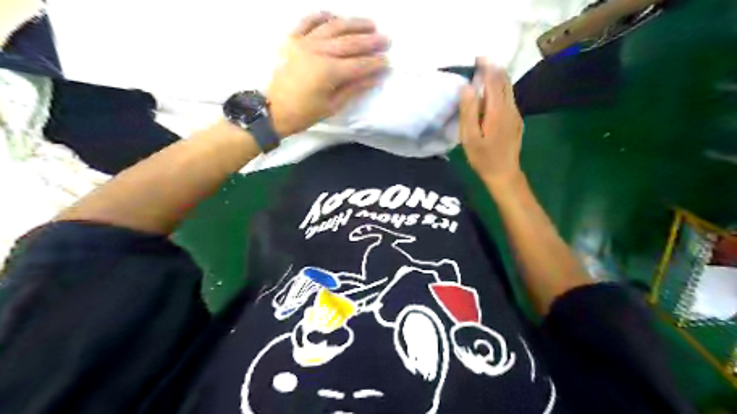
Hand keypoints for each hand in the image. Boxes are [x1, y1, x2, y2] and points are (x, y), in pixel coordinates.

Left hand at [267, 14, 391, 136]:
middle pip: (350, 42)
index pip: (359, 64)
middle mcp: (318, 52)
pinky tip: (334, 15)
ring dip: (353, 23)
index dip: (375, 63)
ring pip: (333, 27)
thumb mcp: (333, 106)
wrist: (274, 110)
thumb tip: (375, 78)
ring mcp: (304, 42)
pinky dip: (322, 16)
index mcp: (329, 72)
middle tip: (386, 39)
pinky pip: (308, 21)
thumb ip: (354, 89)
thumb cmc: (305, 113)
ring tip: (369, 23)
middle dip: (371, 41)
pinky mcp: (292, 39)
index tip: (388, 61)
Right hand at [460, 59, 519, 184]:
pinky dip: (500, 90)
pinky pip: (508, 98)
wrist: (504, 174)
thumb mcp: (470, 137)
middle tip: (480, 63)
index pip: (494, 80)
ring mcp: (515, 114)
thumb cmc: (484, 157)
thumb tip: (467, 86)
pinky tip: (491, 95)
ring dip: (497, 79)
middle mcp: (510, 108)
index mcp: (497, 110)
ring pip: (508, 89)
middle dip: (493, 69)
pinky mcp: (516, 121)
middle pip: (504, 81)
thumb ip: (468, 111)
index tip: (478, 57)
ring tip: (484, 75)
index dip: (487, 67)